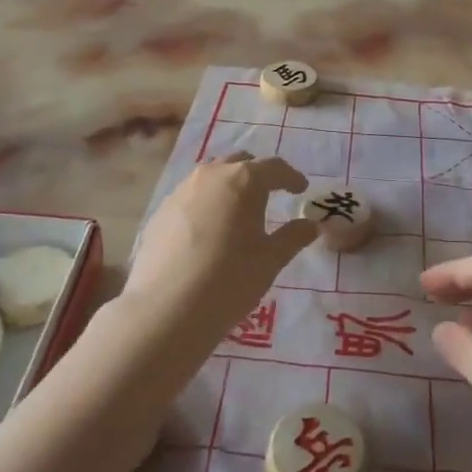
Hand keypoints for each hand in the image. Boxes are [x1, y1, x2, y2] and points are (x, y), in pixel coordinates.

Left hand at [123, 153, 314, 343]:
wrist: (166, 308)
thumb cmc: (230, 278)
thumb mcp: (271, 260)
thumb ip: (293, 237)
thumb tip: (310, 225)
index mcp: (244, 180)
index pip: (274, 167)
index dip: (291, 177)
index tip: (301, 189)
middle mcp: (212, 175)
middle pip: (240, 163)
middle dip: (257, 175)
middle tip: (270, 194)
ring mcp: (181, 191)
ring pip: (212, 178)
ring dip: (228, 187)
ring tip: (237, 211)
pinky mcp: (160, 211)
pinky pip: (190, 197)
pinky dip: (205, 205)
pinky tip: (207, 230)